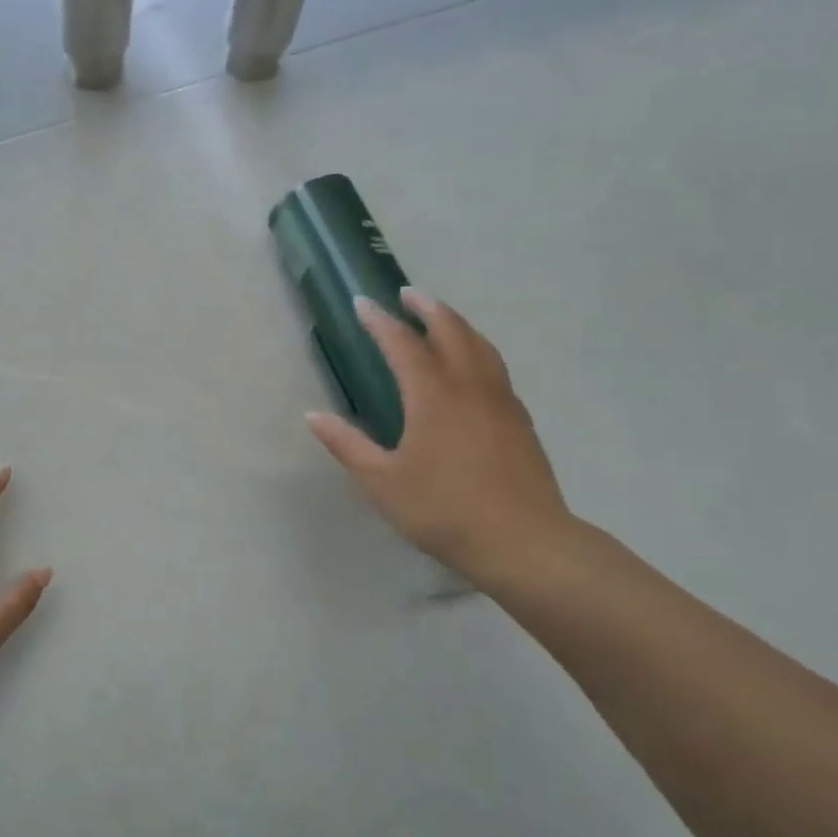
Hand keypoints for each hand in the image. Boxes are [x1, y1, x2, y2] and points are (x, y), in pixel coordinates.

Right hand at [307, 290, 573, 586]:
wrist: (523, 542)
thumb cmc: (443, 511)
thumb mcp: (382, 482)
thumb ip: (347, 445)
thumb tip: (313, 416)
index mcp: (433, 397)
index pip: (402, 345)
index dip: (380, 322)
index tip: (363, 303)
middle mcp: (470, 387)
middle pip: (451, 331)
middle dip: (427, 308)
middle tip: (407, 294)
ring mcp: (501, 402)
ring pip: (481, 346)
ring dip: (457, 324)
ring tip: (441, 318)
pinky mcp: (520, 421)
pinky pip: (496, 368)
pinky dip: (477, 350)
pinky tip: (472, 366)